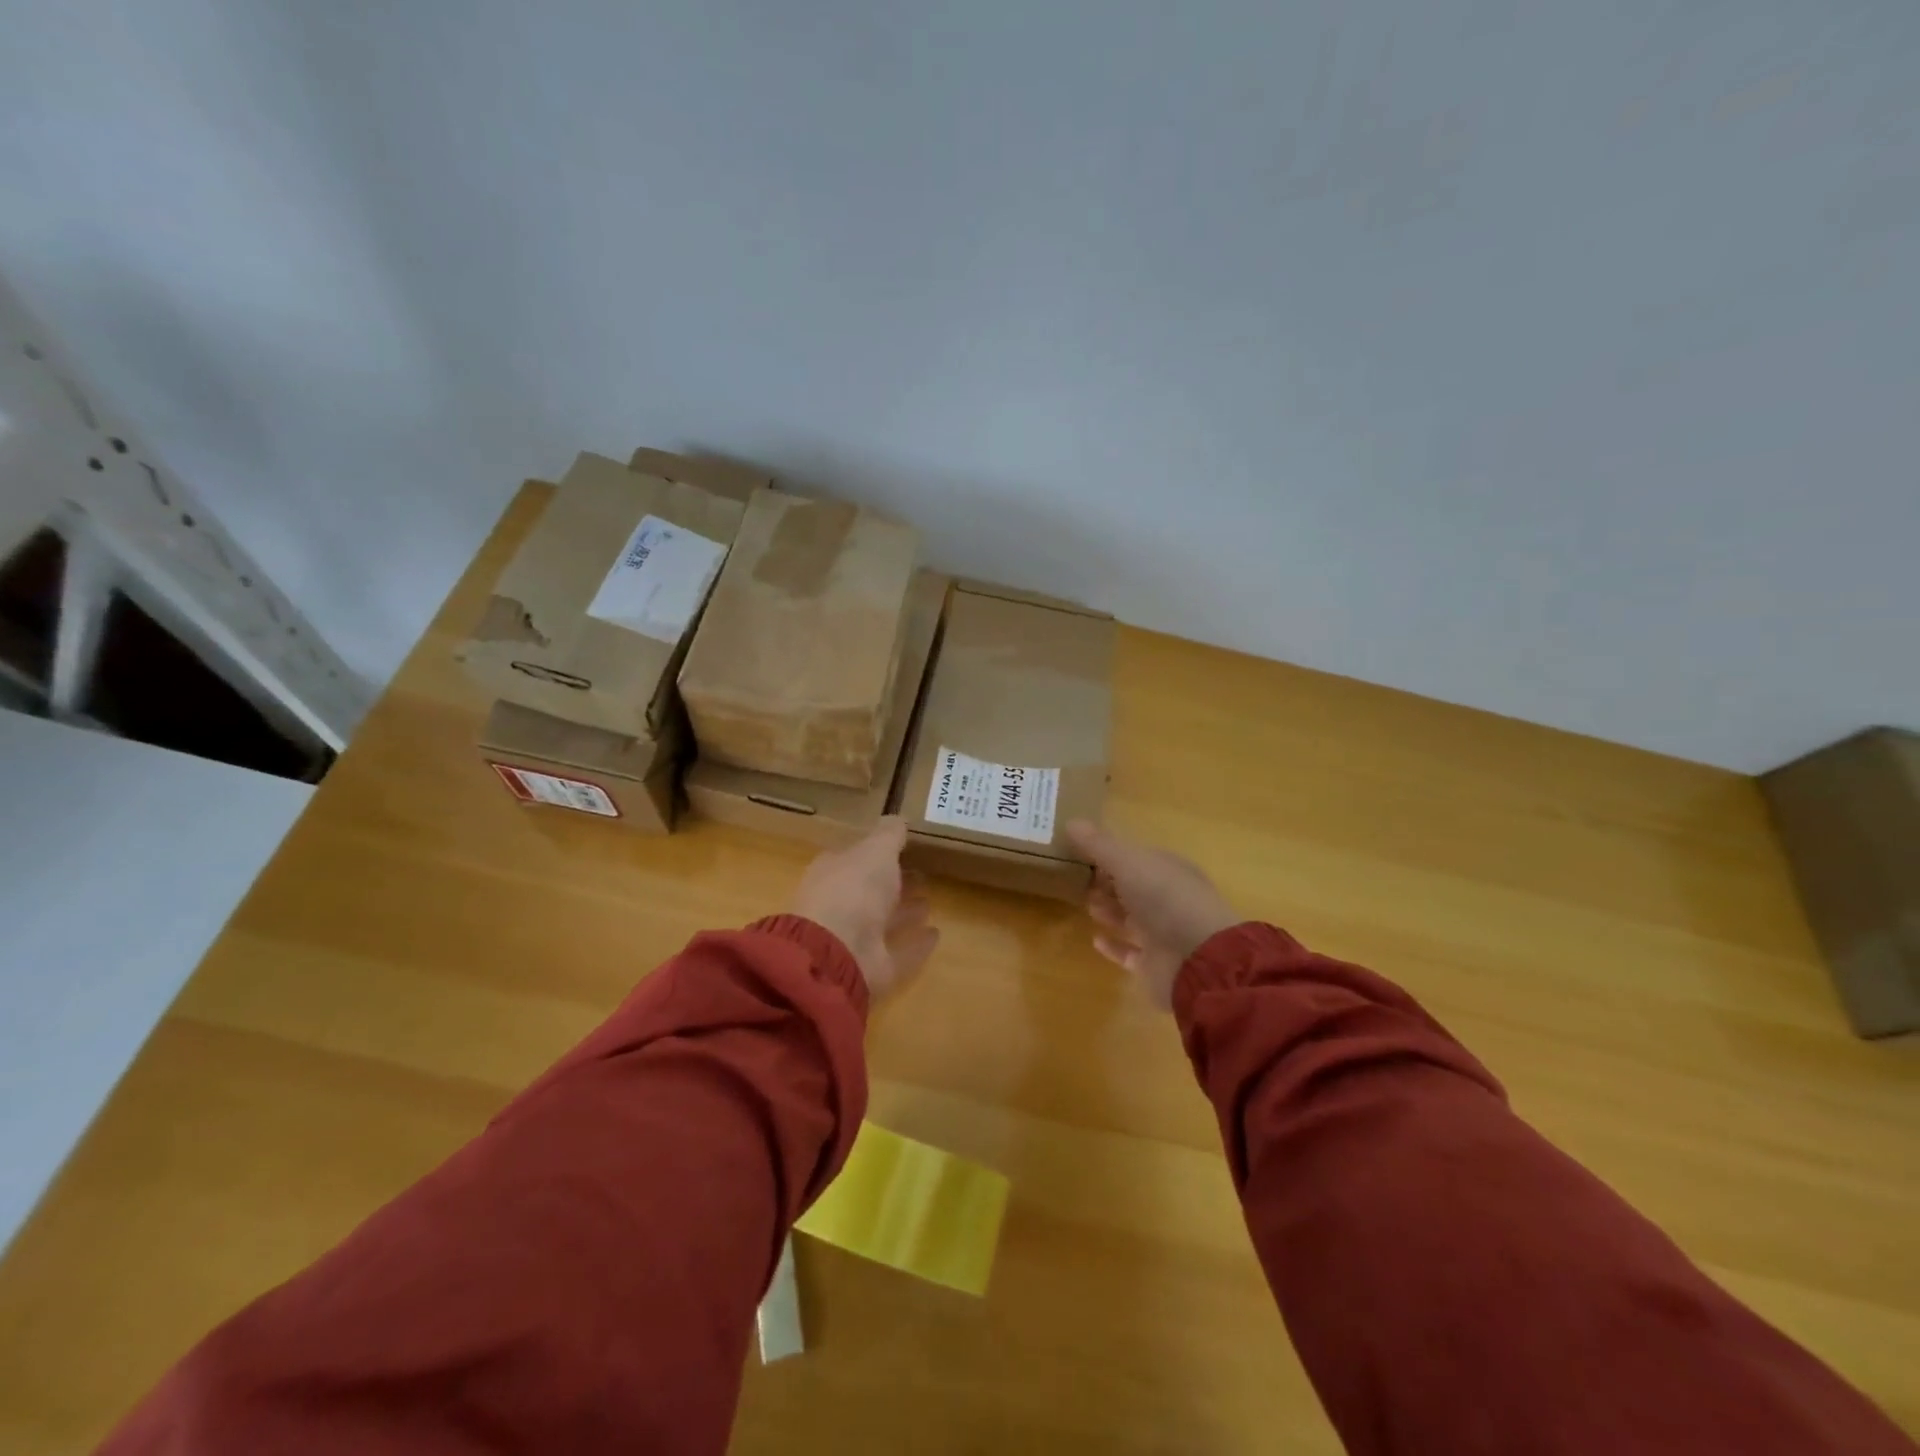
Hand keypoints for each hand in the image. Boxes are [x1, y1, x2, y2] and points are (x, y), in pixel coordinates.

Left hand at [791, 817, 937, 998]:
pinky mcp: (872, 968)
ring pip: (883, 921)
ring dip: (904, 912)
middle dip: (894, 882)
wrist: (836, 953)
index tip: (905, 847)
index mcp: (834, 872)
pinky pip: (898, 953)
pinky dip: (915, 945)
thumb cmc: (853, 889)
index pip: (857, 858)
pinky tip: (936, 934)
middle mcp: (841, 904)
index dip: (878, 853)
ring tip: (930, 901)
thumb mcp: (875, 850)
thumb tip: (898, 819)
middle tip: (923, 874)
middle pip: (871, 890)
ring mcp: (854, 939)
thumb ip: (889, 834)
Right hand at [1065, 820, 1239, 1009]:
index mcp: (1167, 869)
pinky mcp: (1155, 964)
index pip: (1136, 857)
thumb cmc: (1163, 898)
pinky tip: (1095, 939)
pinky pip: (1130, 952)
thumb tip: (1071, 821)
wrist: (1198, 960)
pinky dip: (1113, 946)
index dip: (1109, 853)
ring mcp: (1163, 933)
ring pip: (1131, 918)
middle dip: (1107, 882)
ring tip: (1085, 904)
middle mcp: (1167, 900)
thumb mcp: (1127, 862)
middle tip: (1076, 878)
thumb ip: (1098, 844)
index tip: (1080, 852)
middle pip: (1132, 887)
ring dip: (1109, 910)